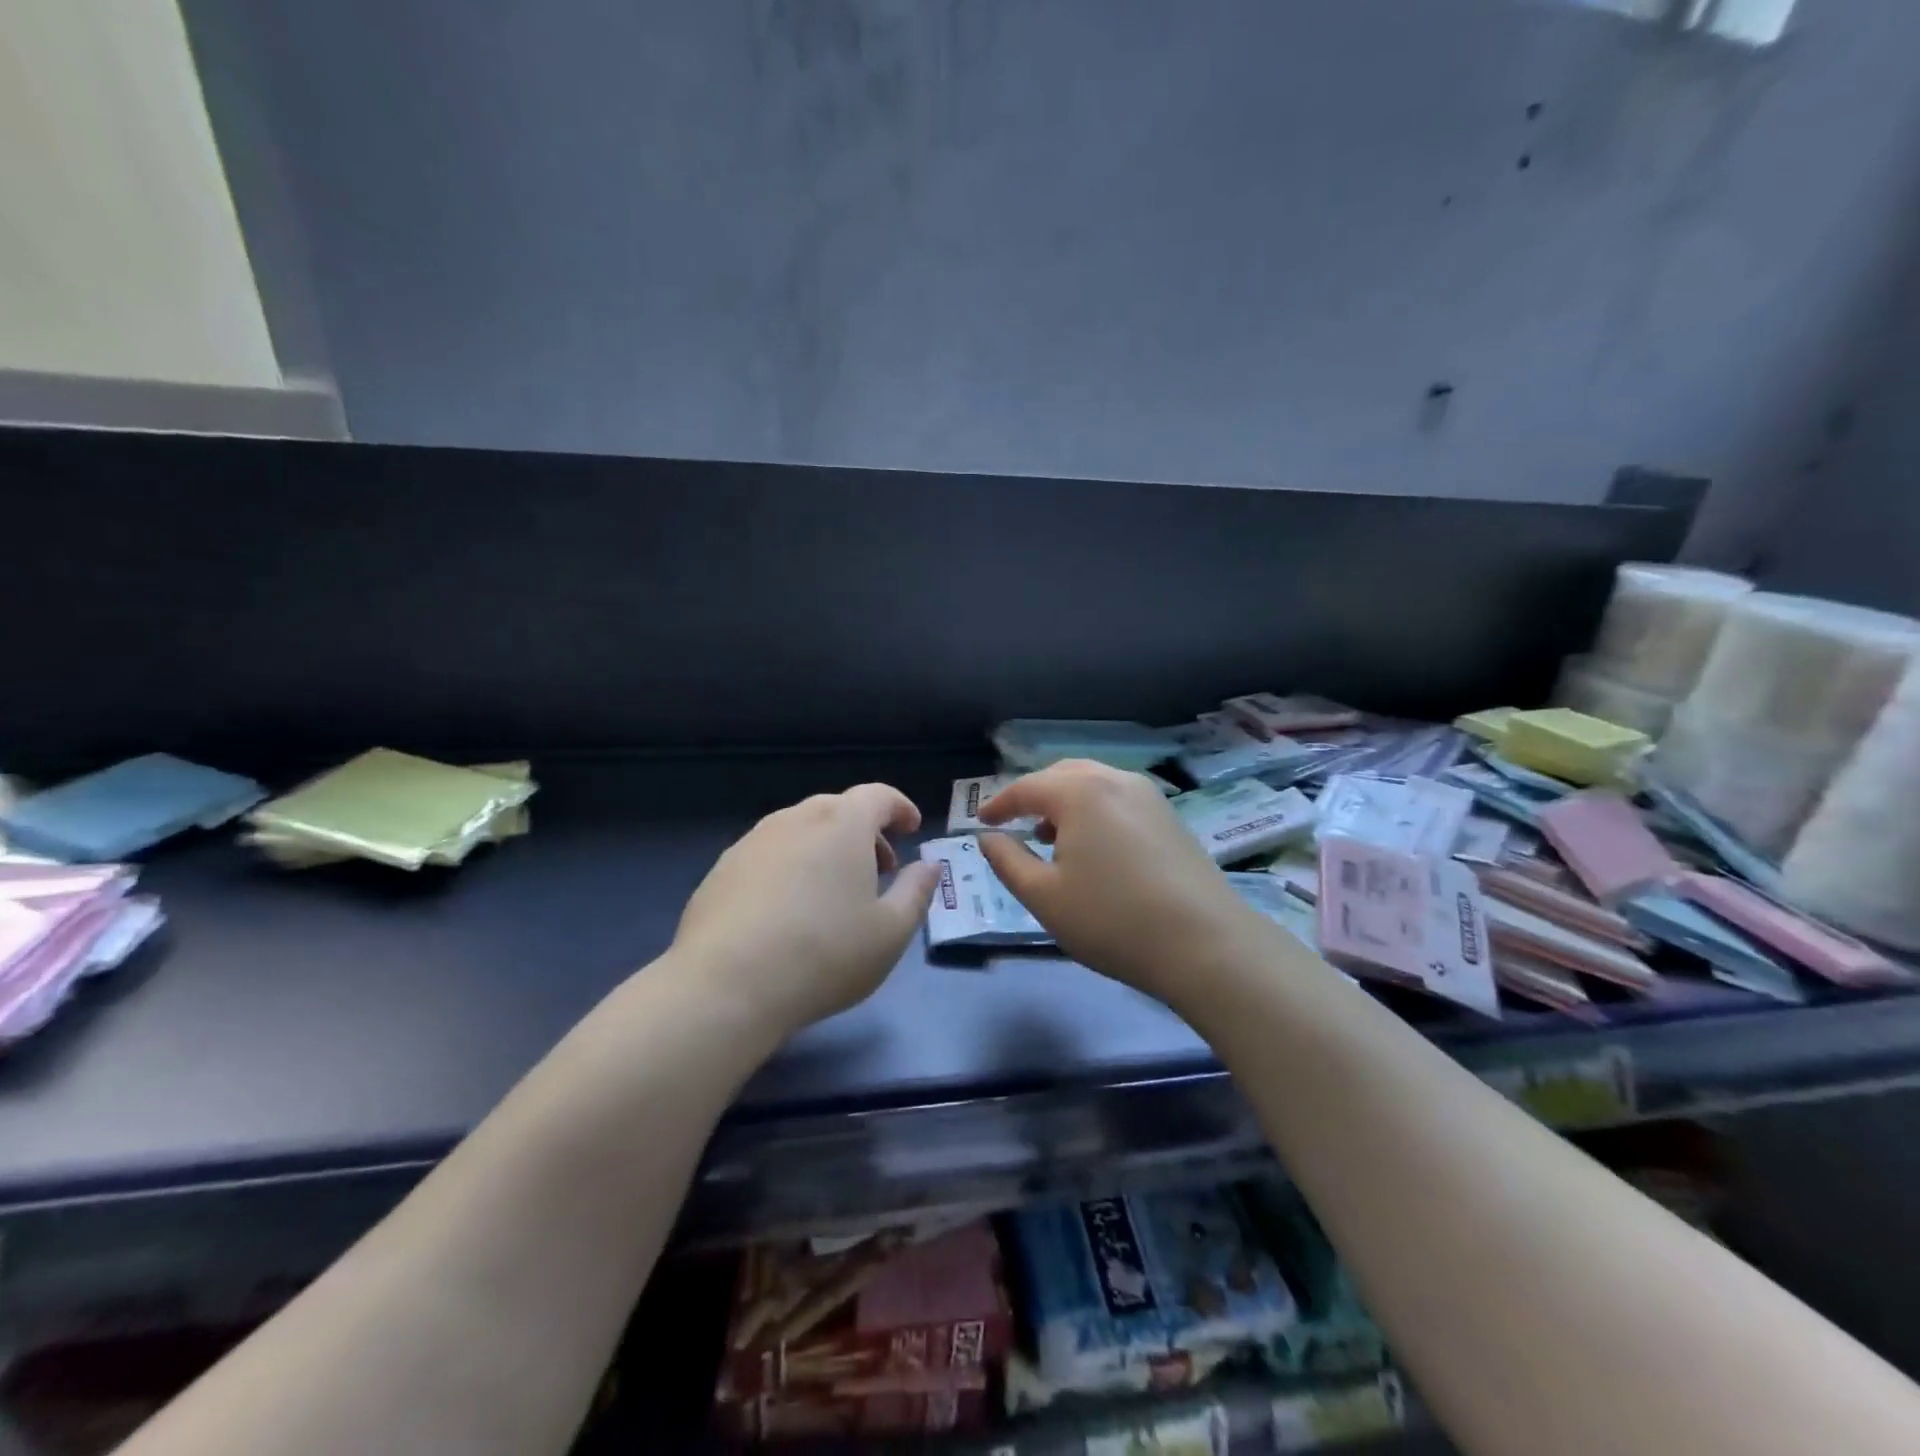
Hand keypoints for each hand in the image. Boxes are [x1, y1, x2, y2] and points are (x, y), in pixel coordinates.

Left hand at [669, 783, 940, 1035]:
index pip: (878, 795)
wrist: (725, 986)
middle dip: (865, 832)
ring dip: (826, 848)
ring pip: (800, 830)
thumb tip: (929, 866)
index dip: (900, 808)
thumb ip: (917, 892)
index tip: (911, 830)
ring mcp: (753, 841)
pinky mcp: (722, 869)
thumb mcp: (891, 932)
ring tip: (833, 892)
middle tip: (880, 869)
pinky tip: (787, 912)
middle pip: (838, 809)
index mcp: (842, 824)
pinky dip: (790, 866)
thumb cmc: (824, 954)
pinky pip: (769, 854)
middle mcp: (796, 819)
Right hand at [977, 761, 1264, 1005]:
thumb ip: (1007, 861)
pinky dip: (1094, 811)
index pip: (1026, 787)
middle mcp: (1115, 780)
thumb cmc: (1112, 919)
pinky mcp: (1170, 817)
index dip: (998, 804)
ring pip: (1094, 784)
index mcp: (1080, 792)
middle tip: (1014, 822)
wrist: (1206, 944)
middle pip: (1062, 775)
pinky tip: (1093, 847)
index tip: (980, 822)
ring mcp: (1149, 796)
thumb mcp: (1043, 896)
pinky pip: (1118, 799)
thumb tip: (989, 838)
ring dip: (1065, 803)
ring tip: (1050, 836)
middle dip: (1033, 795)